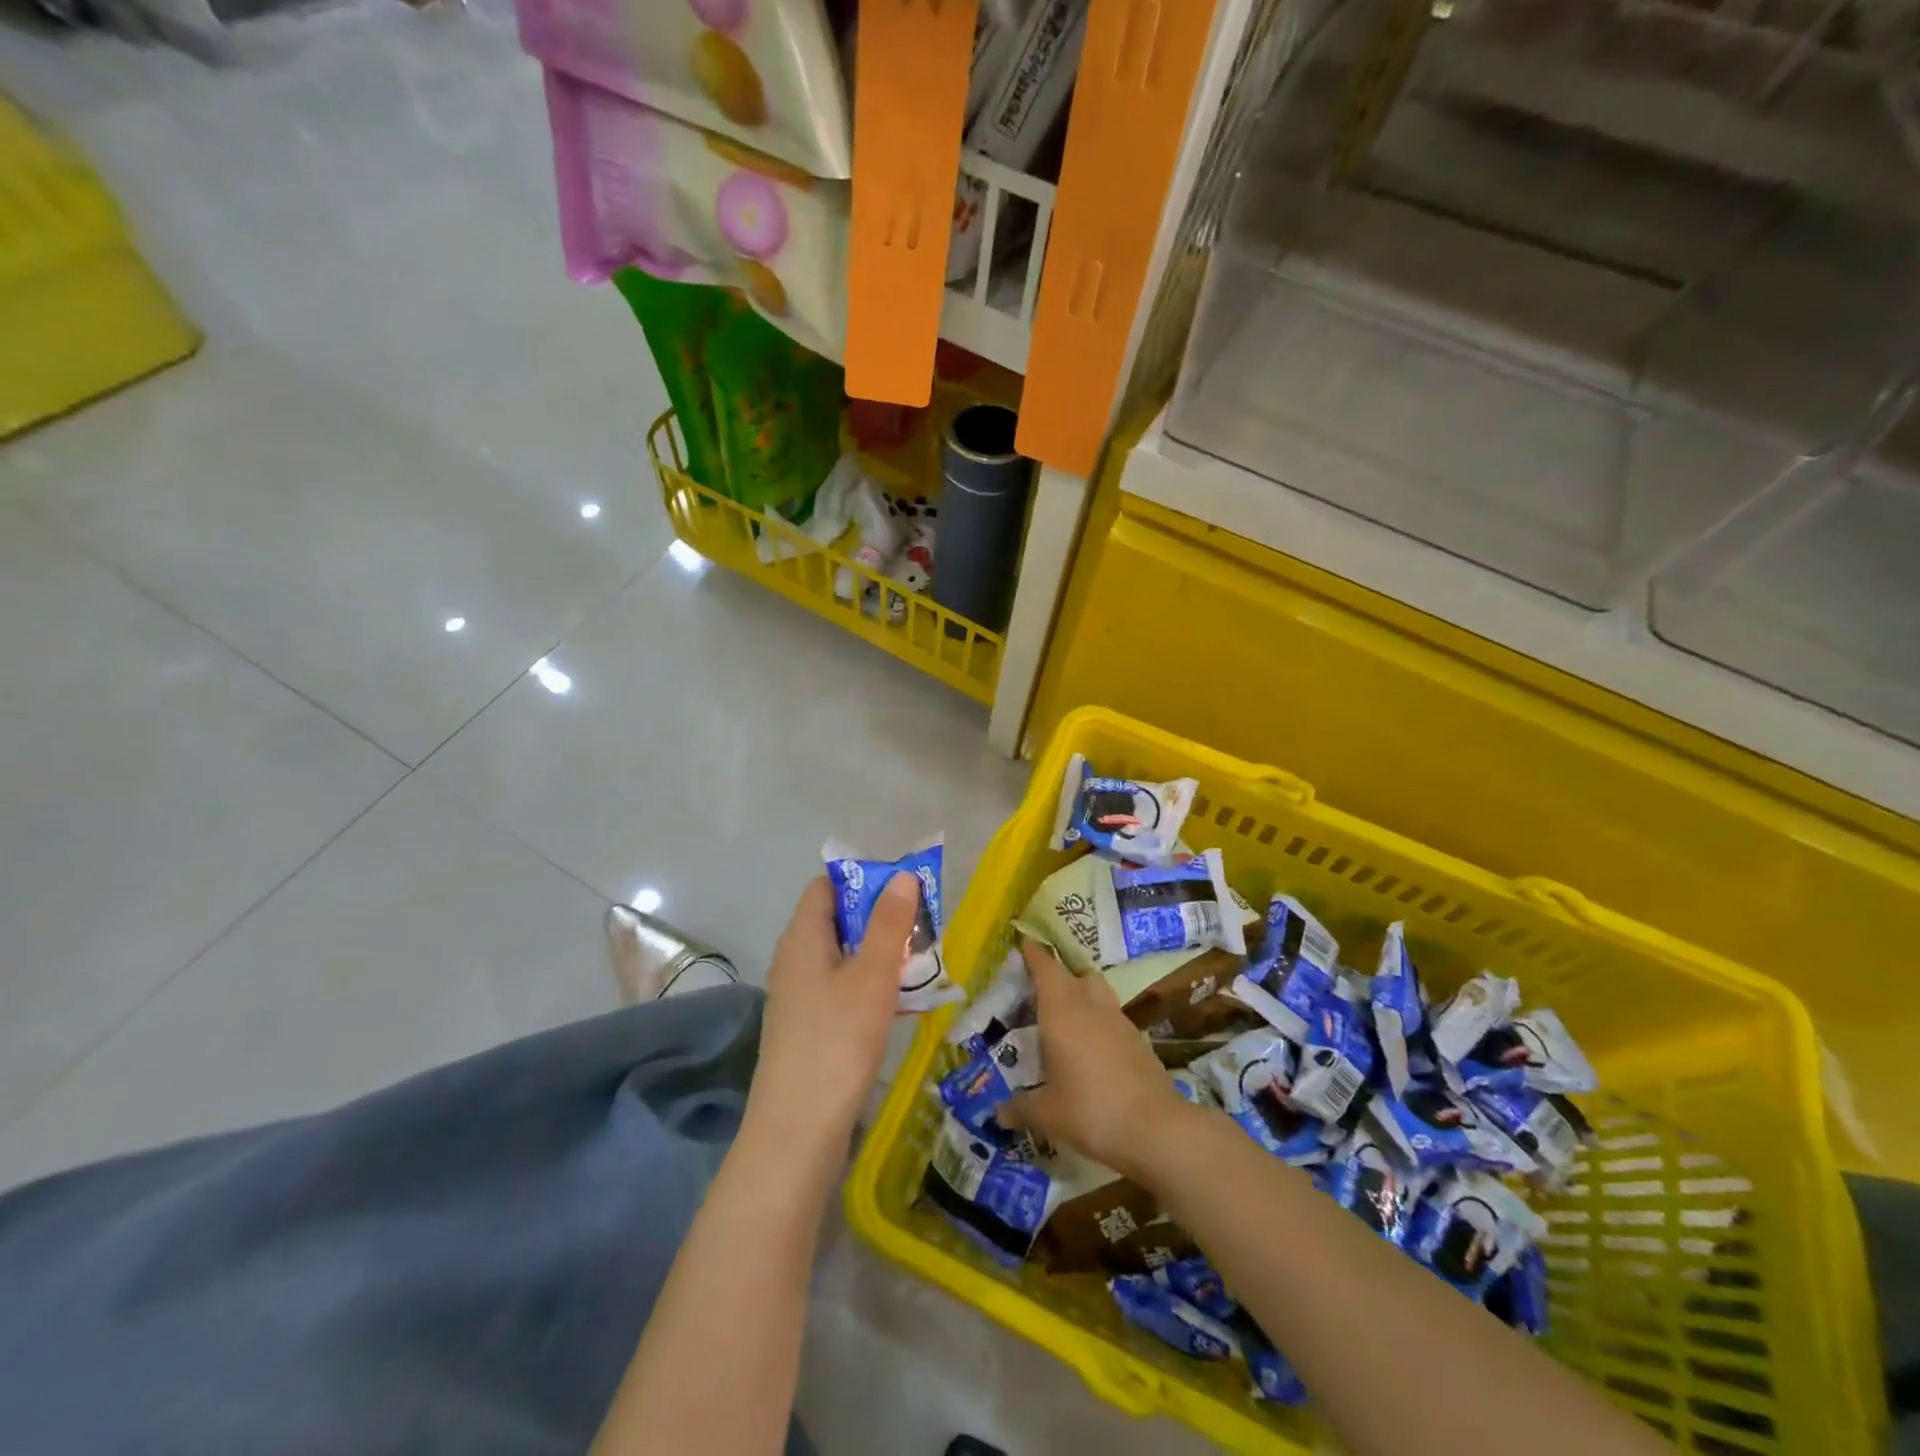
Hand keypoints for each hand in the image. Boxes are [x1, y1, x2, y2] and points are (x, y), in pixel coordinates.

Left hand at [746, 872, 919, 1154]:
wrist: (797, 1132)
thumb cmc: (837, 1041)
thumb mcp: (872, 975)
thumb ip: (889, 923)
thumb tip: (902, 876)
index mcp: (802, 937)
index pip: (827, 885)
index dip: (865, 879)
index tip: (904, 890)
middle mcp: (794, 959)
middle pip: (838, 919)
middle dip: (881, 918)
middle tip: (923, 928)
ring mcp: (798, 995)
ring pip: (843, 956)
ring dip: (879, 953)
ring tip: (921, 963)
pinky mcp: (808, 1027)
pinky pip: (841, 987)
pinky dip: (869, 984)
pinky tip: (900, 1002)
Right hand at [1000, 939, 1194, 1181]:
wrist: (1156, 1129)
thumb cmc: (1091, 1111)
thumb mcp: (1047, 1114)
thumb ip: (1020, 1108)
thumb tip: (999, 1113)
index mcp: (1062, 1012)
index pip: (1046, 969)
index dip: (1034, 955)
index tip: (1025, 944)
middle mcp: (1090, 1006)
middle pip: (1074, 975)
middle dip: (1056, 975)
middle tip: (1038, 989)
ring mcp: (1119, 1021)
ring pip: (1097, 992)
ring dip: (1081, 995)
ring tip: (1065, 1017)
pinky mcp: (1138, 1040)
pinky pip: (1112, 1018)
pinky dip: (1098, 1022)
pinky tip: (1091, 1048)